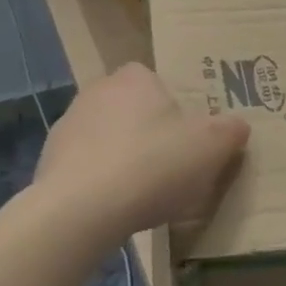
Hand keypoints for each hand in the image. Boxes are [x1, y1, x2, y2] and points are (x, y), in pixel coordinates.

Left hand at [30, 63, 249, 239]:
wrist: (80, 209)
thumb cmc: (153, 165)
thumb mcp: (211, 148)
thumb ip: (229, 131)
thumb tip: (237, 126)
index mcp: (135, 77)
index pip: (157, 82)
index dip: (174, 110)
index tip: (186, 140)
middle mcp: (98, 89)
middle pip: (132, 109)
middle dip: (147, 133)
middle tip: (169, 168)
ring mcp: (68, 123)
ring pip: (106, 137)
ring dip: (121, 157)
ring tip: (141, 195)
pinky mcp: (49, 158)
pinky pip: (84, 165)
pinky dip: (98, 180)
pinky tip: (112, 207)